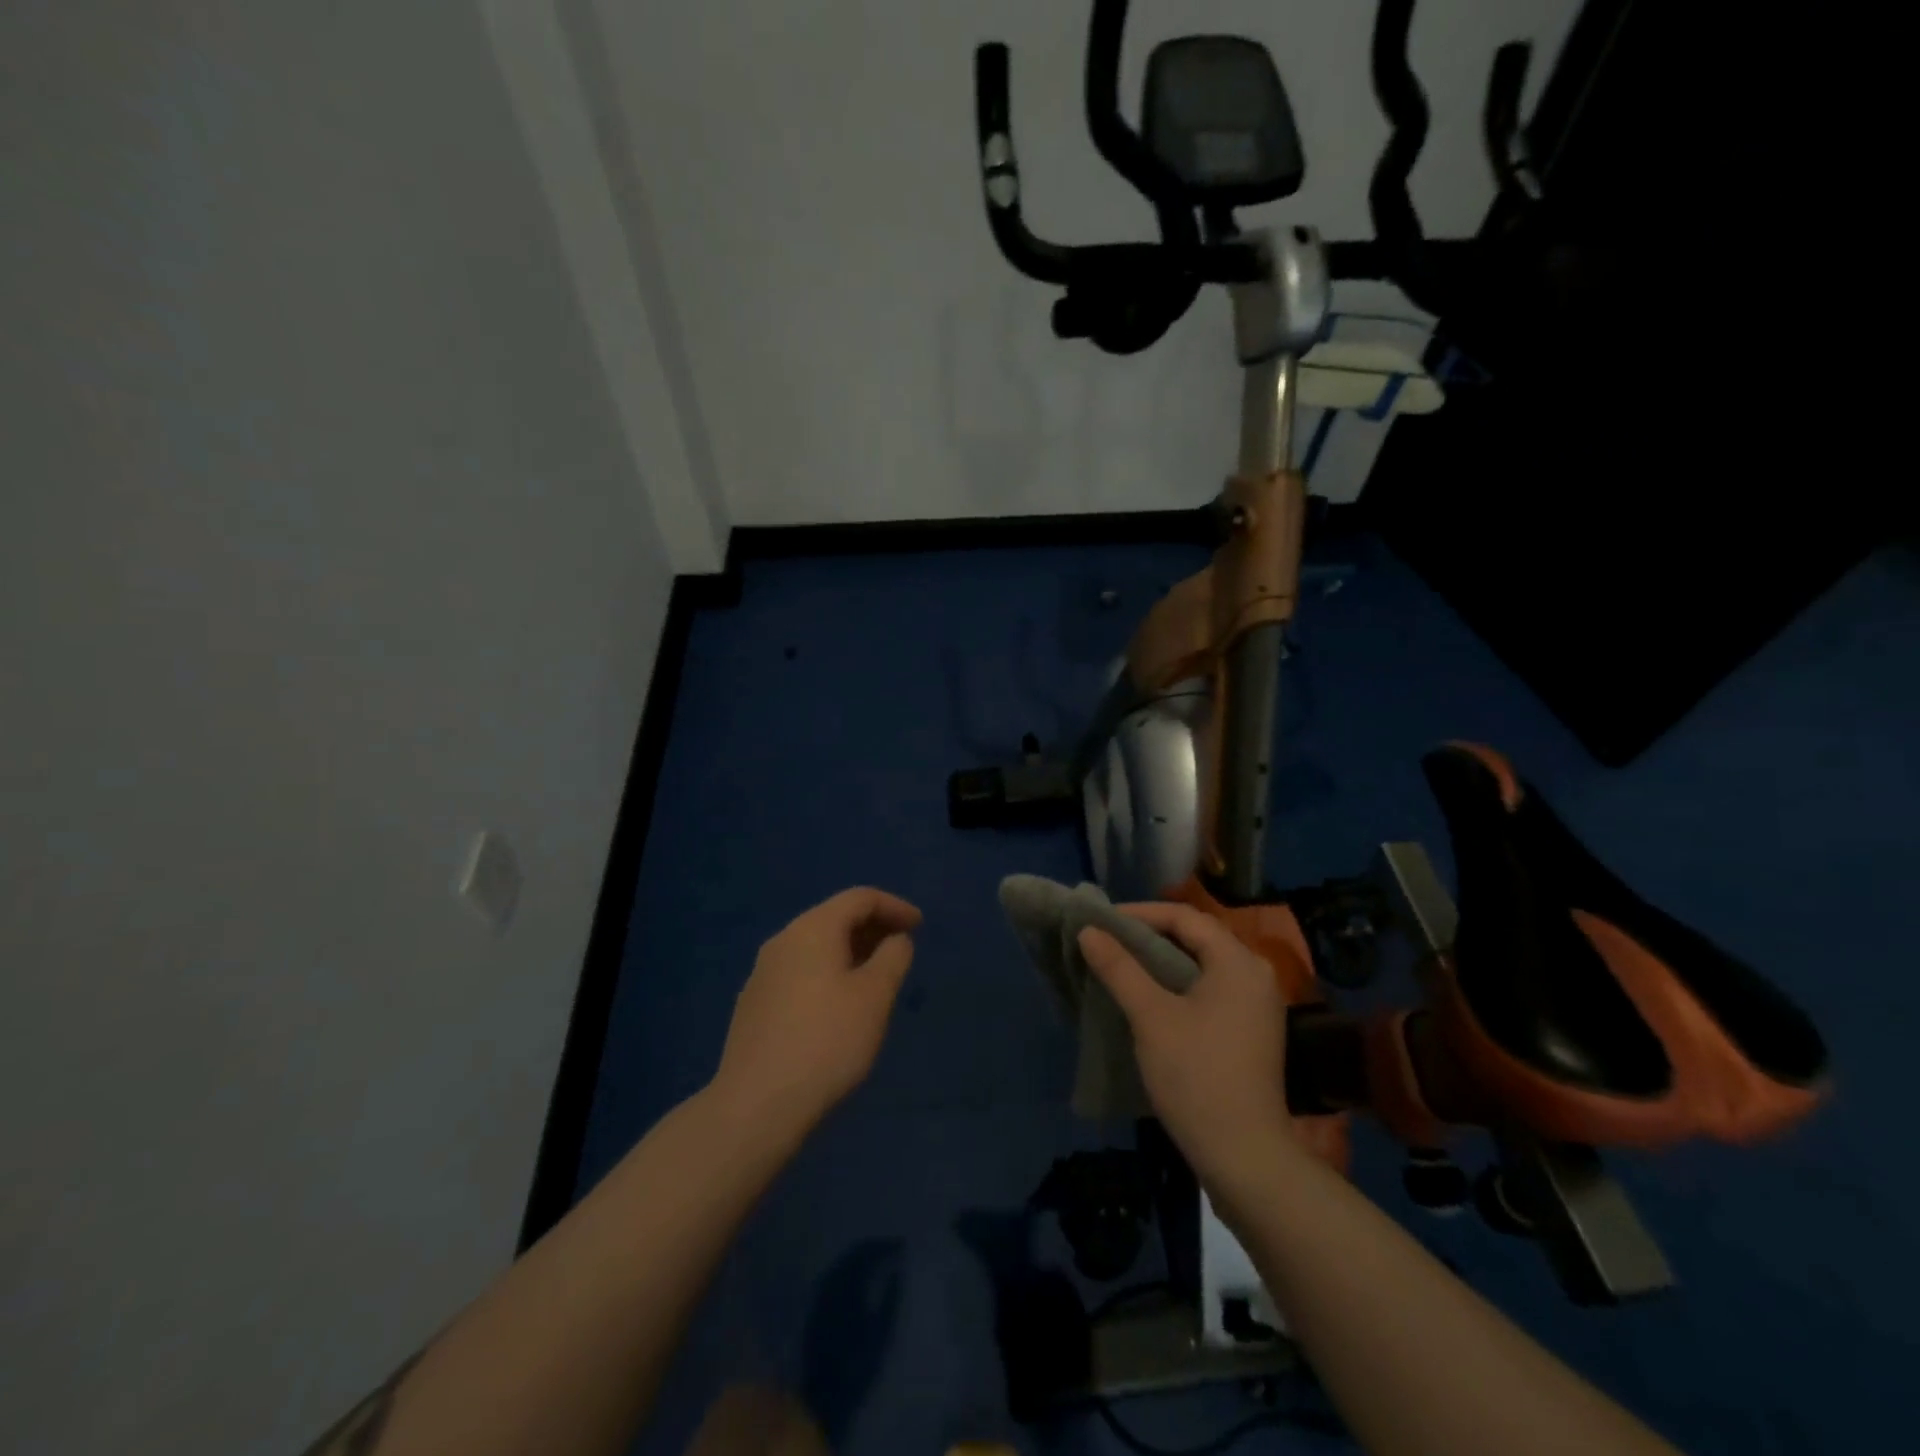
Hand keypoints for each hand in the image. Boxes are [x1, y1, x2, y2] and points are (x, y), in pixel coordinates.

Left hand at [711, 887, 921, 1137]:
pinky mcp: (754, 1003)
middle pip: (834, 917)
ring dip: (851, 951)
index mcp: (812, 929)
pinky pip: (800, 971)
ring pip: (816, 946)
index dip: (895, 906)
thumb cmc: (827, 1042)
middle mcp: (783, 940)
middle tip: (902, 948)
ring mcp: (763, 972)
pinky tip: (839, 1005)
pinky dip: (828, 972)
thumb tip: (895, 939)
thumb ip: (893, 957)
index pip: (860, 898)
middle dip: (872, 927)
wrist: (756, 1105)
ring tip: (876, 977)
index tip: (920, 926)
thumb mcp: (875, 996)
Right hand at [1078, 903, 1299, 1196]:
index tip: (1102, 921)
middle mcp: (1254, 974)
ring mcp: (1257, 1005)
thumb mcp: (1151, 1016)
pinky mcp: (1250, 1031)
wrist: (1244, 1157)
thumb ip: (1119, 968)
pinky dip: (1177, 984)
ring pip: (1202, 965)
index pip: (1184, 917)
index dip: (1140, 913)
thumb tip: (1089, 930)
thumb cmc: (1197, 1076)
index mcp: (1238, 962)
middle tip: (1108, 940)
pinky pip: (1210, 989)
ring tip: (1121, 965)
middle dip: (1149, 935)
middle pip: (1196, 938)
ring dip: (1161, 961)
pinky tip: (1149, 997)